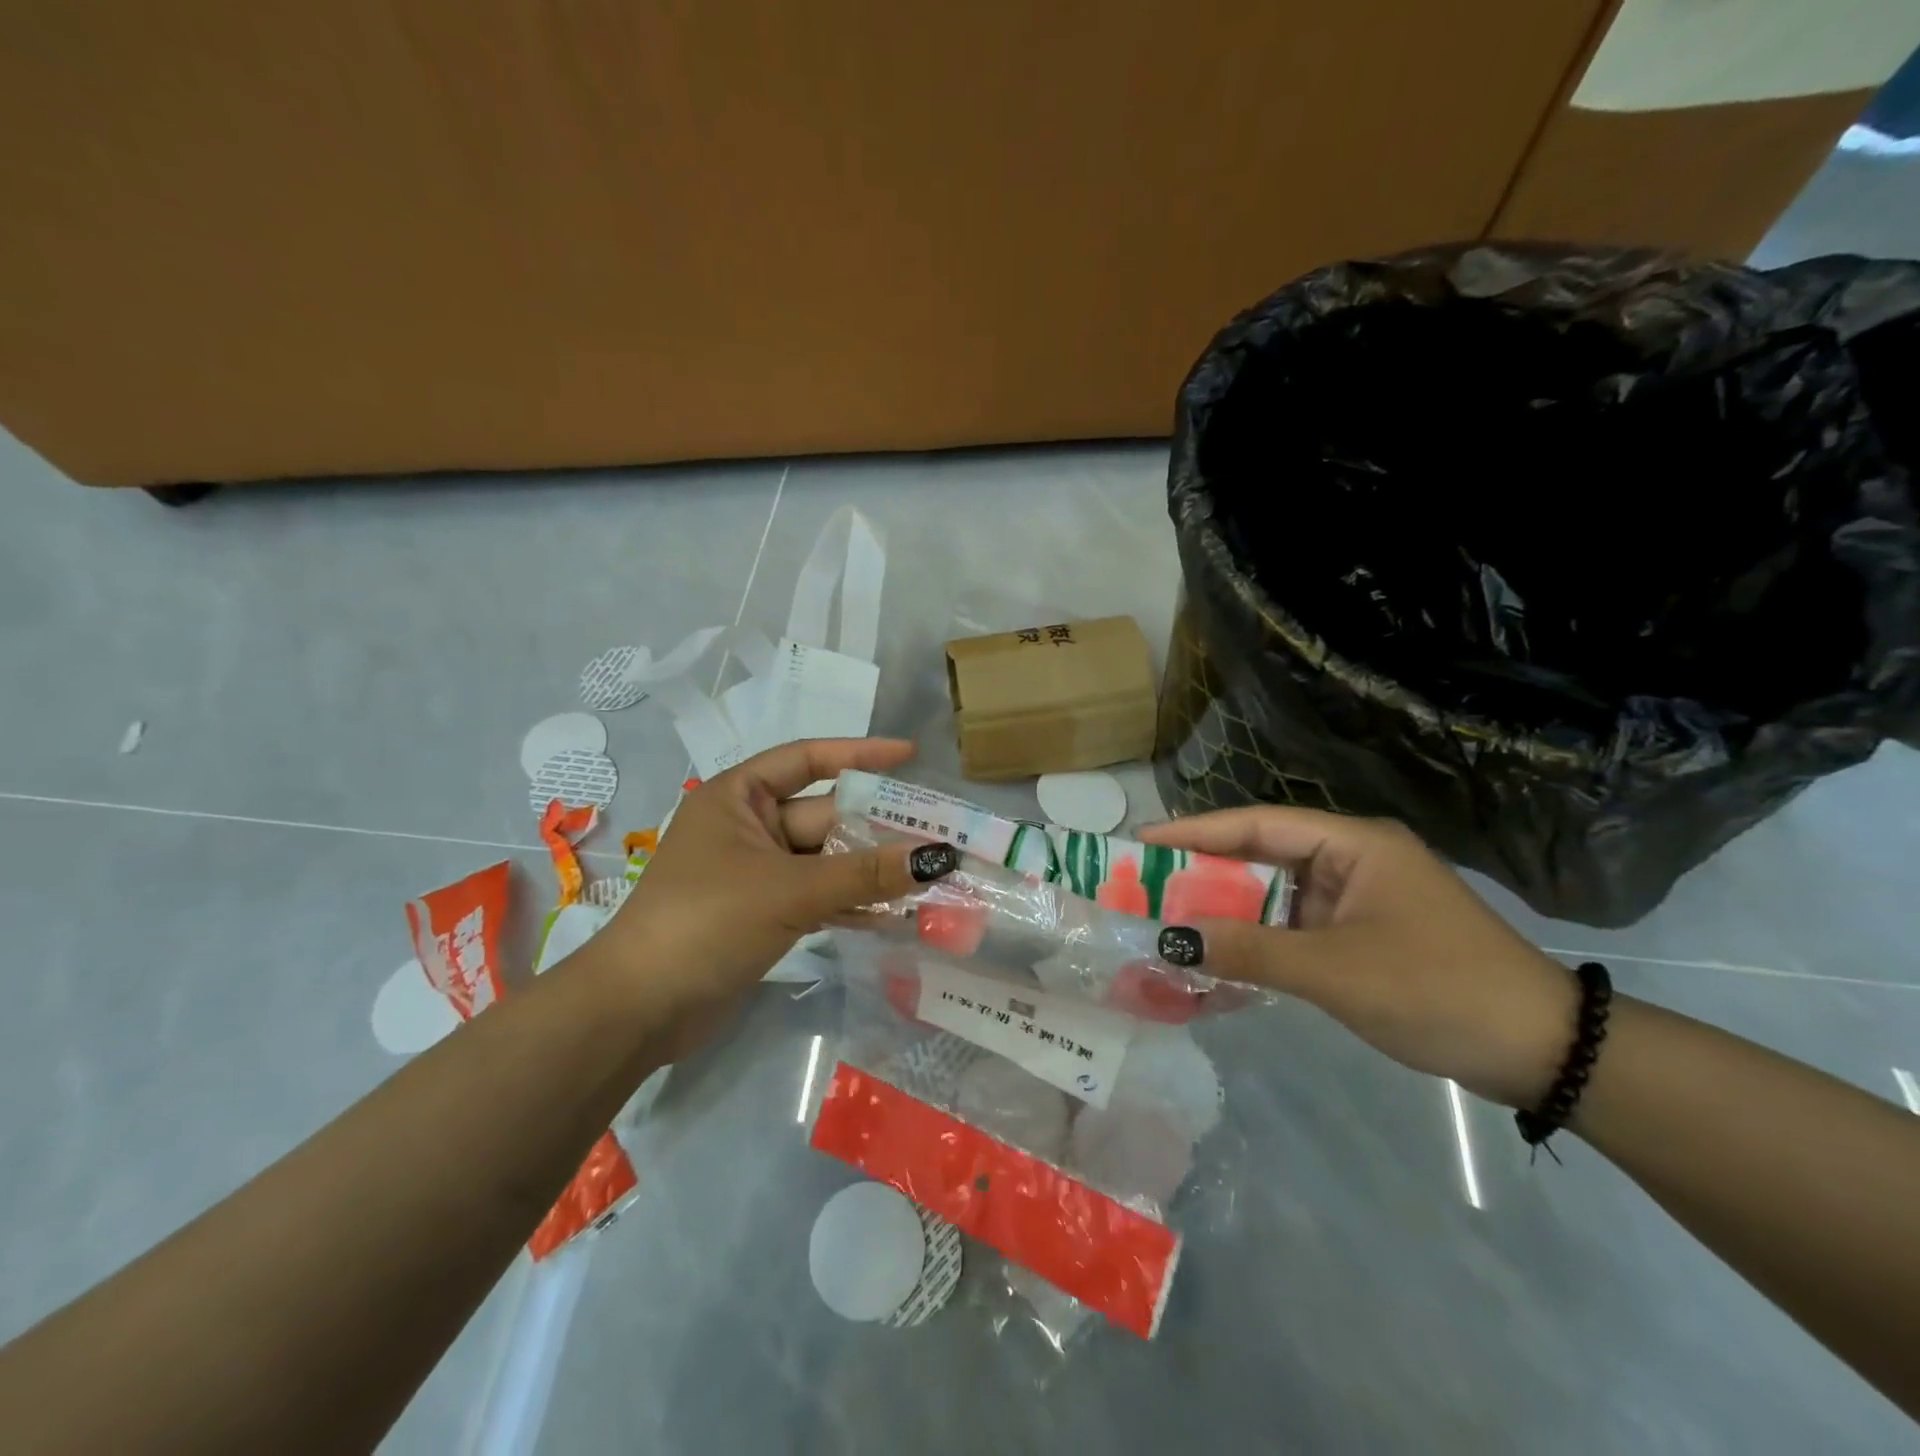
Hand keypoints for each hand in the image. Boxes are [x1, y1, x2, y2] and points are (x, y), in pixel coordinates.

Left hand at [577, 738, 957, 1060]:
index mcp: (738, 797)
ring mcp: (756, 873)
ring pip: (825, 861)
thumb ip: (865, 874)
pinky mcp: (763, 914)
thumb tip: (938, 857)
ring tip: (930, 877)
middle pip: (825, 816)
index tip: (910, 756)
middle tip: (940, 834)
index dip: (860, 754)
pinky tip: (896, 917)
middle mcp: (748, 827)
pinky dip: (851, 904)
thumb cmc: (706, 921)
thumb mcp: (790, 891)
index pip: (807, 759)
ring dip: (871, 871)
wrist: (639, 1010)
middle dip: (877, 828)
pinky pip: (818, 897)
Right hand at [1139, 807, 1575, 1107]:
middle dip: (1203, 875)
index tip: (1141, 841)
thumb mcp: (1335, 970)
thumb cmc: (1439, 990)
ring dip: (1227, 914)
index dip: (1195, 831)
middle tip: (1144, 888)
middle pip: (1260, 857)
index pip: (1257, 824)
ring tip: (1169, 924)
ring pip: (1274, 897)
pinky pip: (1293, 930)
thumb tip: (1170, 939)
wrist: (1545, 1054)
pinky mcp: (1362, 937)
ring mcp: (1358, 901)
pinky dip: (1257, 944)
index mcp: (1353, 845)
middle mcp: (1352, 862)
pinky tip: (1219, 961)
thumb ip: (1248, 949)